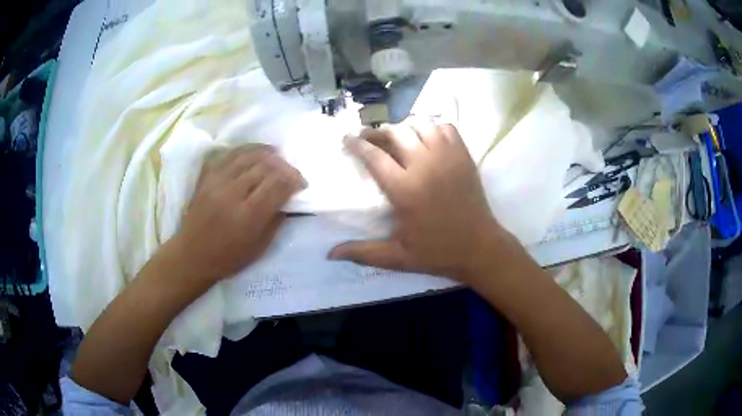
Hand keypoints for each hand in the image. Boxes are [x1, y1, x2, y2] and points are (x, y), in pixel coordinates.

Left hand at [175, 145, 305, 282]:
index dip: (294, 180)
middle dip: (284, 167)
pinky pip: (230, 154)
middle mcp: (232, 194)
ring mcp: (217, 182)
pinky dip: (247, 149)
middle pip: (265, 167)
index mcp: (247, 216)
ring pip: (248, 156)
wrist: (192, 255)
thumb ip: (276, 219)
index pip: (277, 185)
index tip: (301, 184)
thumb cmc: (229, 258)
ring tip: (278, 158)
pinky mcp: (207, 176)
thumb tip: (289, 198)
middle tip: (292, 174)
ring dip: (268, 154)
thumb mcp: (260, 247)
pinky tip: (258, 152)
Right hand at [329, 119, 504, 281]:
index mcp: (405, 189)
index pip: (374, 156)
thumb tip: (330, 254)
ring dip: (405, 127)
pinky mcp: (463, 155)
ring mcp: (447, 157)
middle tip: (370, 139)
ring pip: (421, 124)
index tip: (347, 139)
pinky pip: (445, 127)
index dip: (357, 144)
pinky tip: (427, 139)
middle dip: (377, 132)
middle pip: (395, 133)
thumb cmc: (437, 253)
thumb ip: (363, 253)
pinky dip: (433, 127)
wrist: (480, 247)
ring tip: (398, 138)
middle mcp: (424, 165)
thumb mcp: (397, 257)